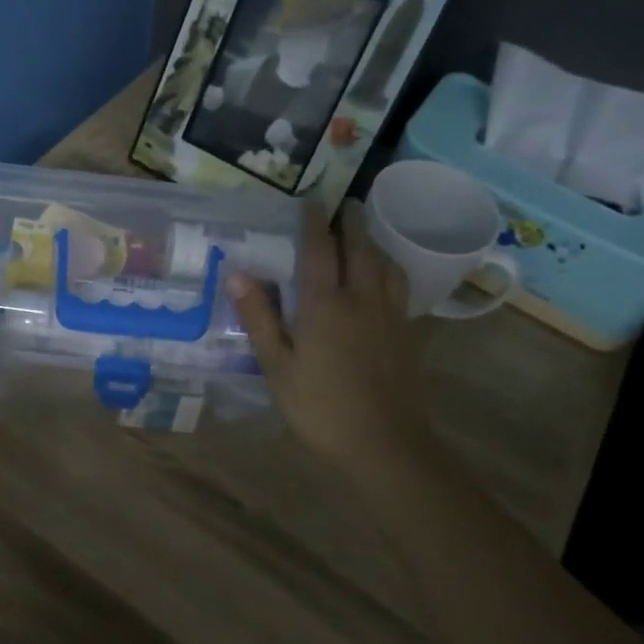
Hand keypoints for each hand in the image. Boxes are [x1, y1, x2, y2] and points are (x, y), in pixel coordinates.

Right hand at [229, 203, 431, 477]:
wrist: (384, 444)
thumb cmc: (321, 407)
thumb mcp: (277, 367)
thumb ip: (259, 318)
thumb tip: (238, 273)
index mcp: (325, 304)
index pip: (319, 248)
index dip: (314, 221)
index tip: (310, 199)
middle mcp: (361, 298)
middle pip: (359, 247)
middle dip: (351, 221)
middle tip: (343, 203)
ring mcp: (389, 314)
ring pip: (384, 263)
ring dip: (372, 241)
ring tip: (362, 234)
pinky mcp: (405, 332)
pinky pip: (397, 285)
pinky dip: (388, 267)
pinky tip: (383, 277)